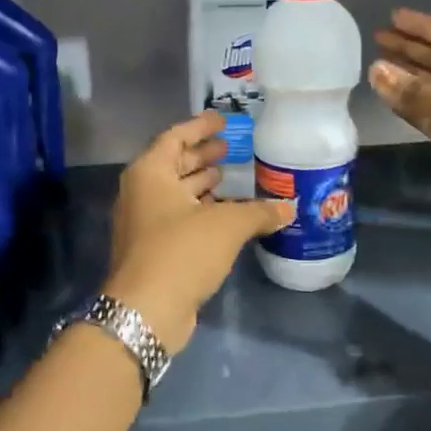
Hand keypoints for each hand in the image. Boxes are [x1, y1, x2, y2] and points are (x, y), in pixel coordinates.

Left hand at [103, 111, 293, 353]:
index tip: (223, 120)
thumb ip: (259, 212)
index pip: (175, 137)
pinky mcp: (152, 249)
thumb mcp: (227, 226)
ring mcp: (143, 223)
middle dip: (201, 155)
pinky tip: (226, 215)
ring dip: (201, 184)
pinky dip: (200, 211)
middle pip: (173, 164)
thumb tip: (289, 208)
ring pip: (175, 193)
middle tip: (231, 148)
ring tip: (231, 177)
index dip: (200, 127)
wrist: (147, 310)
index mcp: (150, 173)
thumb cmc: (182, 251)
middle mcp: (141, 193)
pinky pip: (177, 218)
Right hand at [372, 9, 430, 243]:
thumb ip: (417, 93)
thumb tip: (375, 70)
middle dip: (409, 49)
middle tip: (375, 38)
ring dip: (404, 77)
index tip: (392, 16)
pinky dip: (407, 105)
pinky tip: (385, 95)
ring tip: (372, 65)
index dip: (422, 27)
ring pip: (430, 87)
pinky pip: (426, 114)